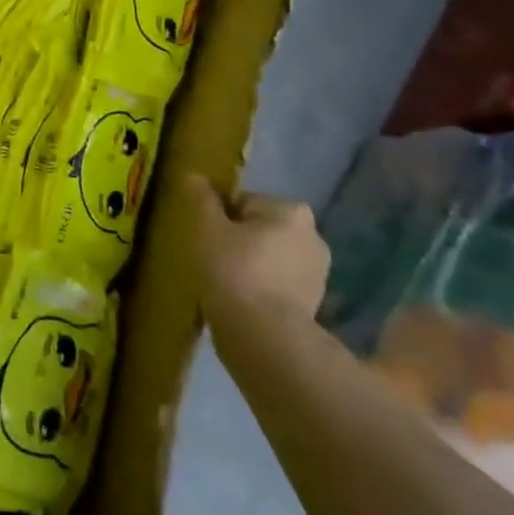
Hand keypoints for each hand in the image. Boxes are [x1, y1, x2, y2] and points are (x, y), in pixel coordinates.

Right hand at [188, 175, 329, 319]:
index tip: (204, 241)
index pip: (242, 203)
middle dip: (237, 243)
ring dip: (249, 268)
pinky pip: (277, 287)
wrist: (264, 337)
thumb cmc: (233, 271)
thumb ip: (201, 199)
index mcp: (291, 210)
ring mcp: (318, 274)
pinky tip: (240, 305)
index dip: (218, 219)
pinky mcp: (315, 305)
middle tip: (210, 263)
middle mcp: (313, 236)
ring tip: (222, 287)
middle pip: (259, 230)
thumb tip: (195, 176)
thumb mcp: (207, 228)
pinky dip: (260, 291)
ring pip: (269, 259)